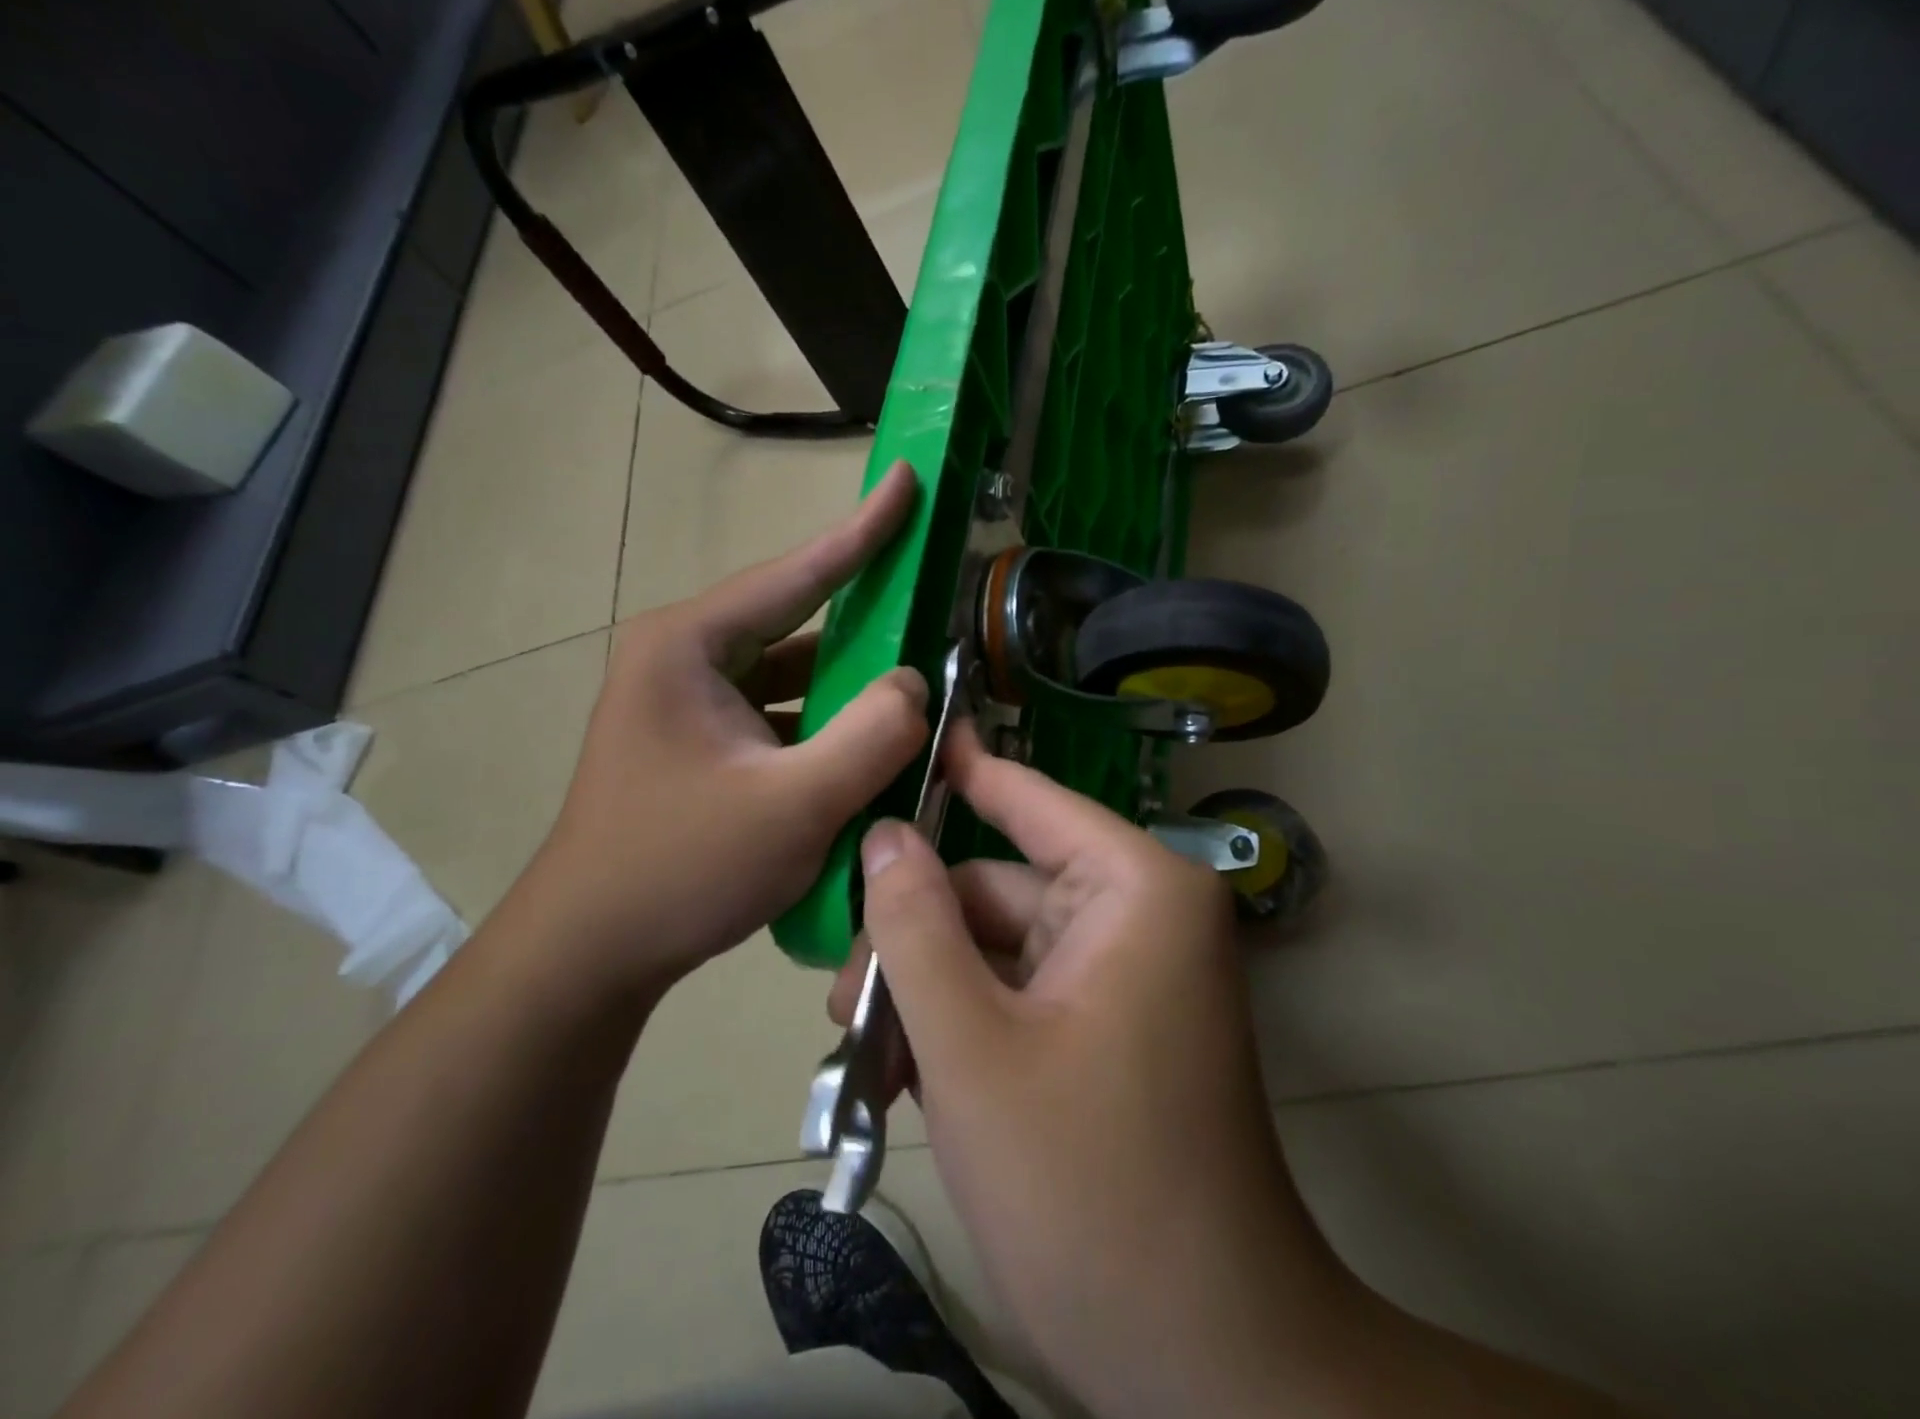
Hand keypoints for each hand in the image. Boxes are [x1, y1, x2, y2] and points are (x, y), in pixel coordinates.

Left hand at [507, 462, 928, 1005]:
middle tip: (932, 599)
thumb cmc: (681, 869)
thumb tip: (917, 683)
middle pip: (796, 621)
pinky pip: (779, 713)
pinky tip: (868, 742)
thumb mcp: (793, 804)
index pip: (796, 572)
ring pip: (791, 674)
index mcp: (690, 645)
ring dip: (848, 683)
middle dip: (867, 617)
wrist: (591, 952)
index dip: (864, 529)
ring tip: (916, 681)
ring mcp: (689, 701)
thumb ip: (871, 735)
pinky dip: (824, 723)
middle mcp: (684, 657)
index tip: (909, 477)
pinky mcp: (700, 742)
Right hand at [834, 726, 1355, 1416]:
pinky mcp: (1107, 1028)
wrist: (1201, 1360)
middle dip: (916, 937)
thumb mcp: (972, 1048)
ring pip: (996, 947)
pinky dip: (961, 1023)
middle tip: (841, 1001)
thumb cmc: (1088, 1190)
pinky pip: (1017, 993)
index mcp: (1135, 890)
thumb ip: (916, 928)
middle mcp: (1138, 915)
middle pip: (996, 889)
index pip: (1030, 799)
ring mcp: (1123, 975)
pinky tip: (906, 1079)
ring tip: (862, 1053)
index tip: (902, 736)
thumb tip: (883, 834)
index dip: (961, 770)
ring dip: (928, 991)